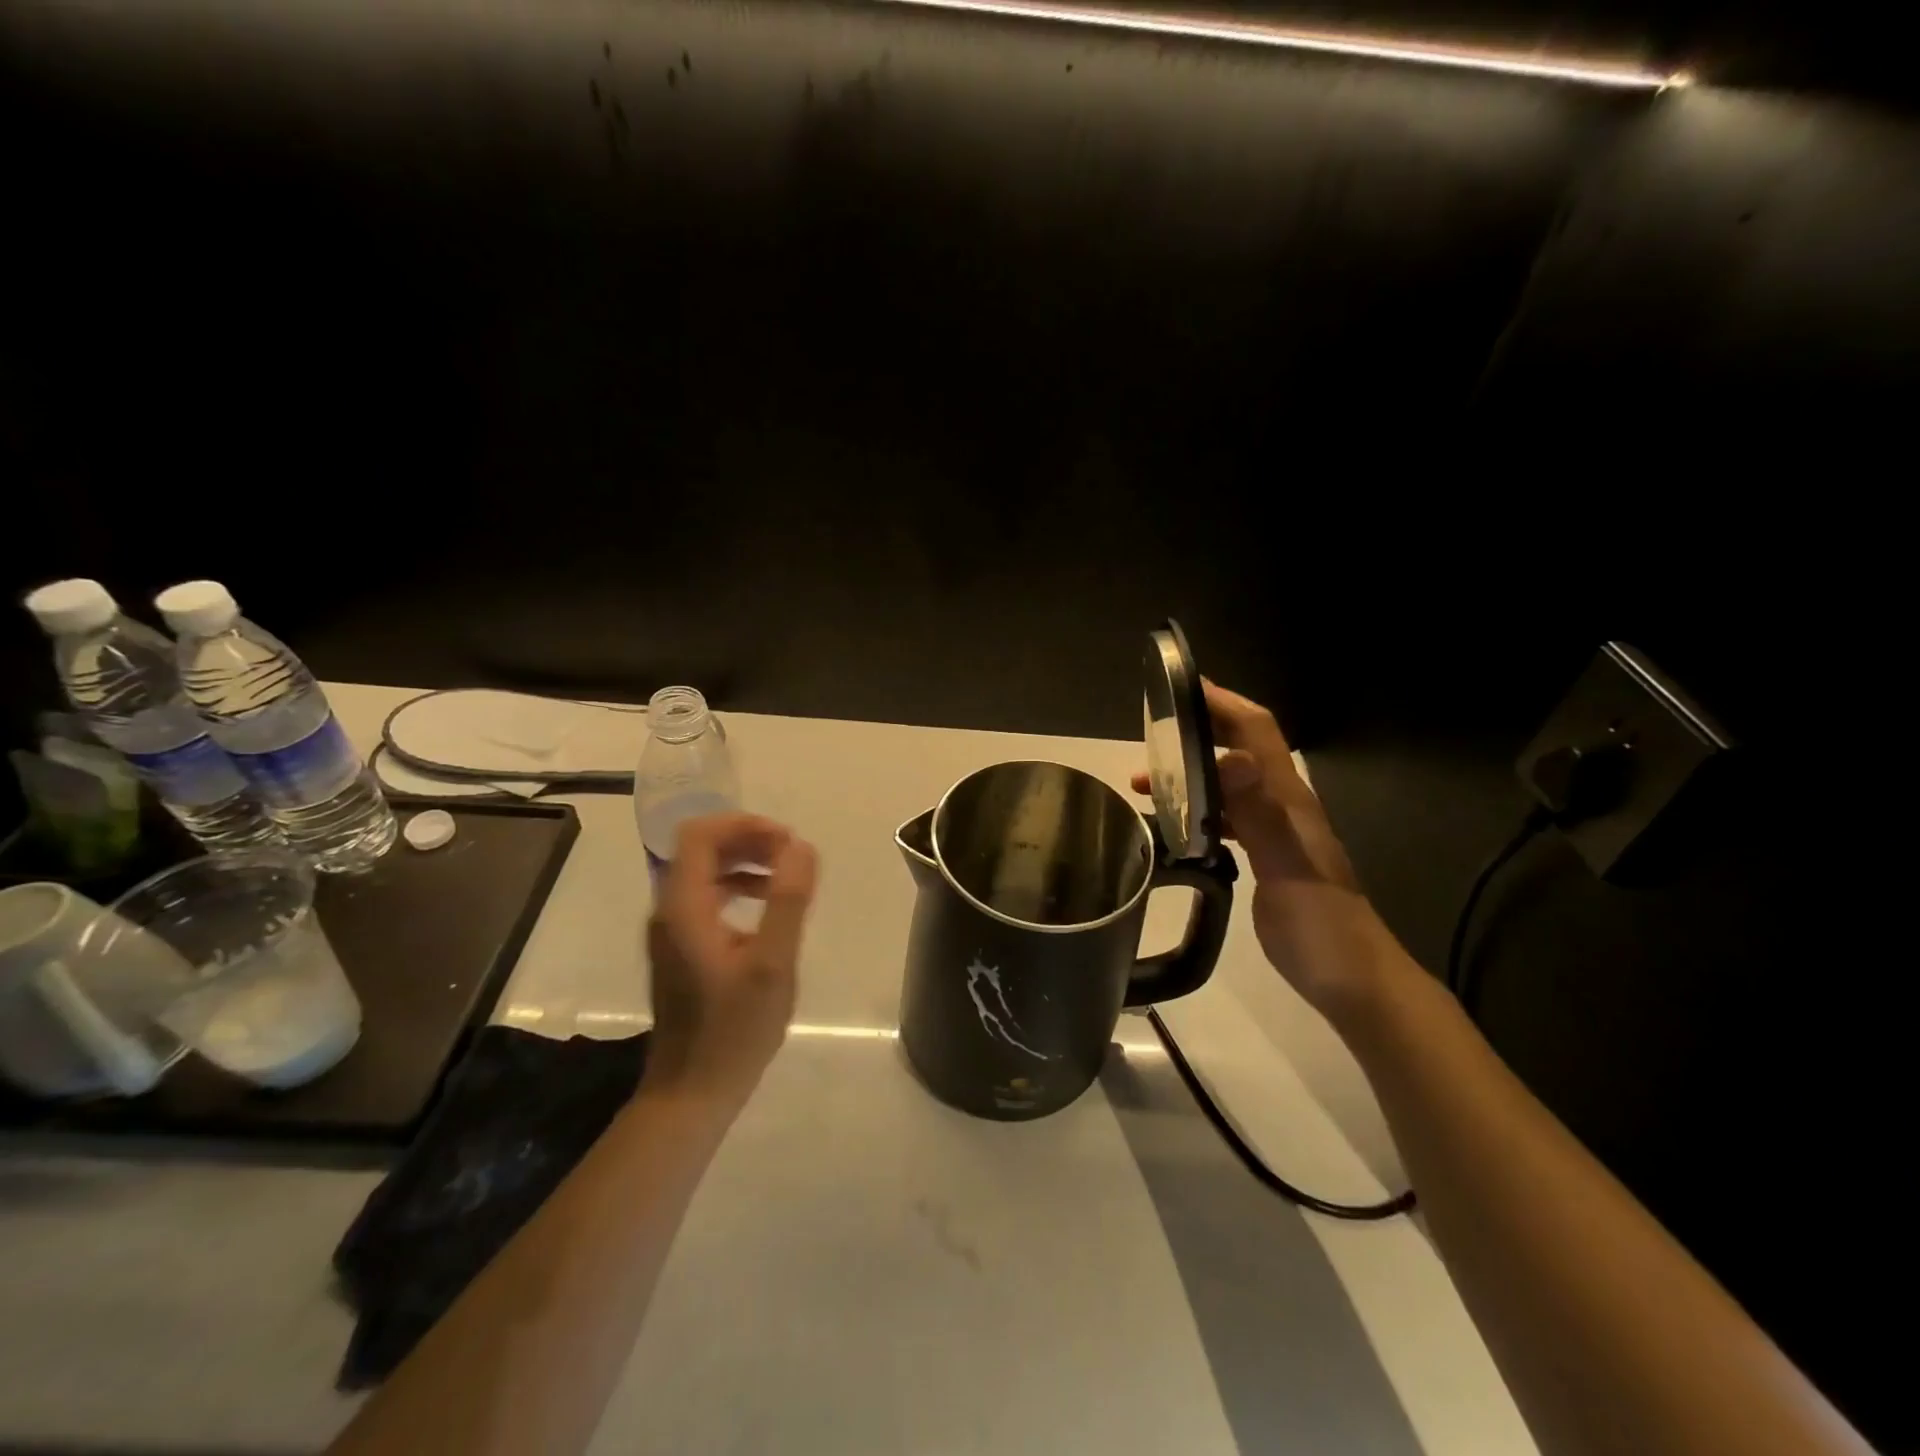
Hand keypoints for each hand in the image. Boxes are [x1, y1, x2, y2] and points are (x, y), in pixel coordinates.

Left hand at [644, 813, 818, 1105]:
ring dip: (744, 862)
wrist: (691, 1093)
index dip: (743, 824)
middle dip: (748, 840)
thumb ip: (787, 900)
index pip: (700, 835)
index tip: (786, 840)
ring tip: (786, 877)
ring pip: (704, 871)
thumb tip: (801, 846)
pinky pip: (706, 896)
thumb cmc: (734, 1031)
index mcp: (683, 907)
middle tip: (792, 855)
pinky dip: (737, 887)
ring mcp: (670, 930)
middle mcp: (668, 910)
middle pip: (701, 848)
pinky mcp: (680, 947)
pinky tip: (766, 908)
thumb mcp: (772, 964)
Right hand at [1133, 681, 1403, 1021]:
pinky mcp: (1267, 858)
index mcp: (1288, 798)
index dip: (1224, 703)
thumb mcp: (1287, 867)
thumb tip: (1232, 756)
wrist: (1352, 980)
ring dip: (1192, 772)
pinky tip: (1174, 825)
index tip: (1183, 687)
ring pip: (1230, 784)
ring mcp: (1276, 832)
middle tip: (1154, 725)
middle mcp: (1283, 805)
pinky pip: (1228, 818)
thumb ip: (1260, 813)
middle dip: (1202, 729)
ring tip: (1145, 781)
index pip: (1257, 732)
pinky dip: (1198, 809)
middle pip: (1243, 750)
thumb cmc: (1320, 925)